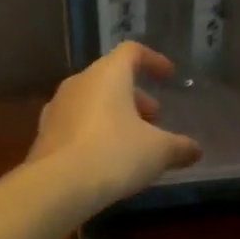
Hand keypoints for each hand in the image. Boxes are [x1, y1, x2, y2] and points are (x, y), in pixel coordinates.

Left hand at [28, 42, 201, 208]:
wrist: (57, 186)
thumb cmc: (114, 154)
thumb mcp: (158, 152)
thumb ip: (179, 147)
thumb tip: (195, 150)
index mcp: (107, 74)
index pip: (132, 52)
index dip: (153, 60)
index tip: (168, 75)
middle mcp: (79, 83)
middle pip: (110, 78)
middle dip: (135, 96)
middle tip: (154, 118)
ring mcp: (57, 108)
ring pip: (92, 101)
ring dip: (114, 114)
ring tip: (132, 140)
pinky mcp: (44, 134)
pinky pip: (76, 123)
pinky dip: (94, 131)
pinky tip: (105, 158)